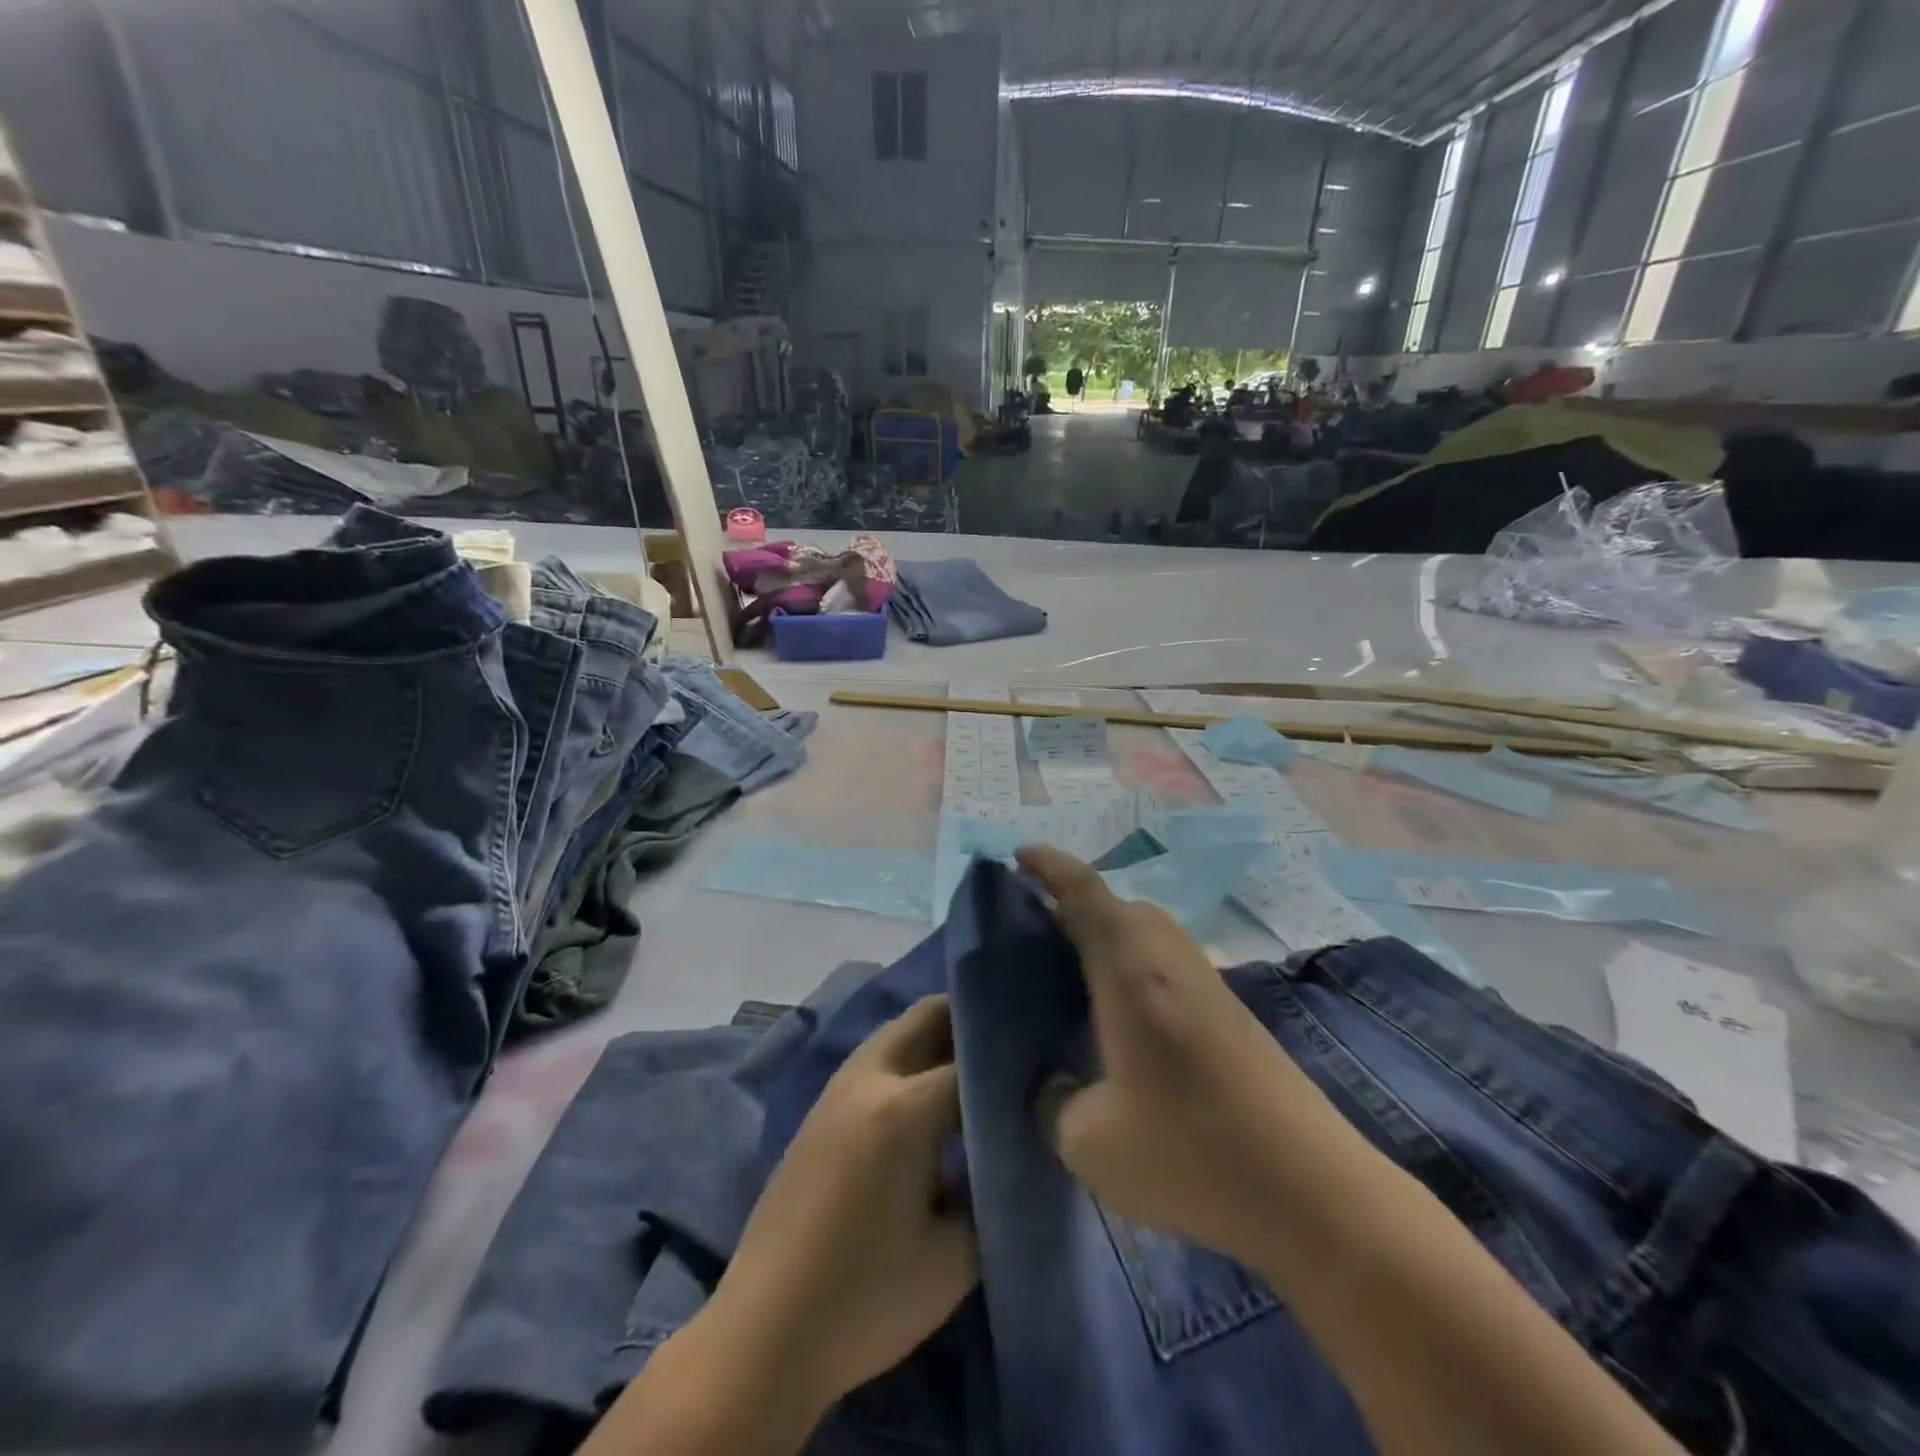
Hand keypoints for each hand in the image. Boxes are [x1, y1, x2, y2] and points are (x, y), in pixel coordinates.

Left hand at [707, 995, 976, 1416]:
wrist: (764, 1334)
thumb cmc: (865, 1300)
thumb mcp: (953, 1259)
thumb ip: (990, 1193)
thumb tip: (1005, 1155)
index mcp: (904, 1107)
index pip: (973, 1061)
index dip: (1010, 1066)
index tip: (1040, 1075)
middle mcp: (869, 1079)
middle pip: (927, 1017)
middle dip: (970, 1022)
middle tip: (1009, 1053)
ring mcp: (837, 1090)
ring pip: (896, 1033)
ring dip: (934, 1038)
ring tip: (972, 1074)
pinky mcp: (818, 1111)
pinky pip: (874, 1061)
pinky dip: (906, 1060)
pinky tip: (925, 1103)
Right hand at [1019, 846, 1355, 1265]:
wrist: (1313, 1191)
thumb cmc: (1190, 1151)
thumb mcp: (1090, 1143)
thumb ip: (1053, 1103)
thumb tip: (1053, 1085)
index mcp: (1129, 968)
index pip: (1084, 891)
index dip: (1049, 866)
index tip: (1019, 855)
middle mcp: (1169, 957)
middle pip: (1118, 906)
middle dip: (1074, 906)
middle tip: (1036, 936)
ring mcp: (1206, 982)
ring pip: (1146, 933)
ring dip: (1108, 937)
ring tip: (1074, 978)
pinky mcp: (1229, 1011)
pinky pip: (1166, 962)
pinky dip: (1134, 966)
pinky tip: (1123, 1021)